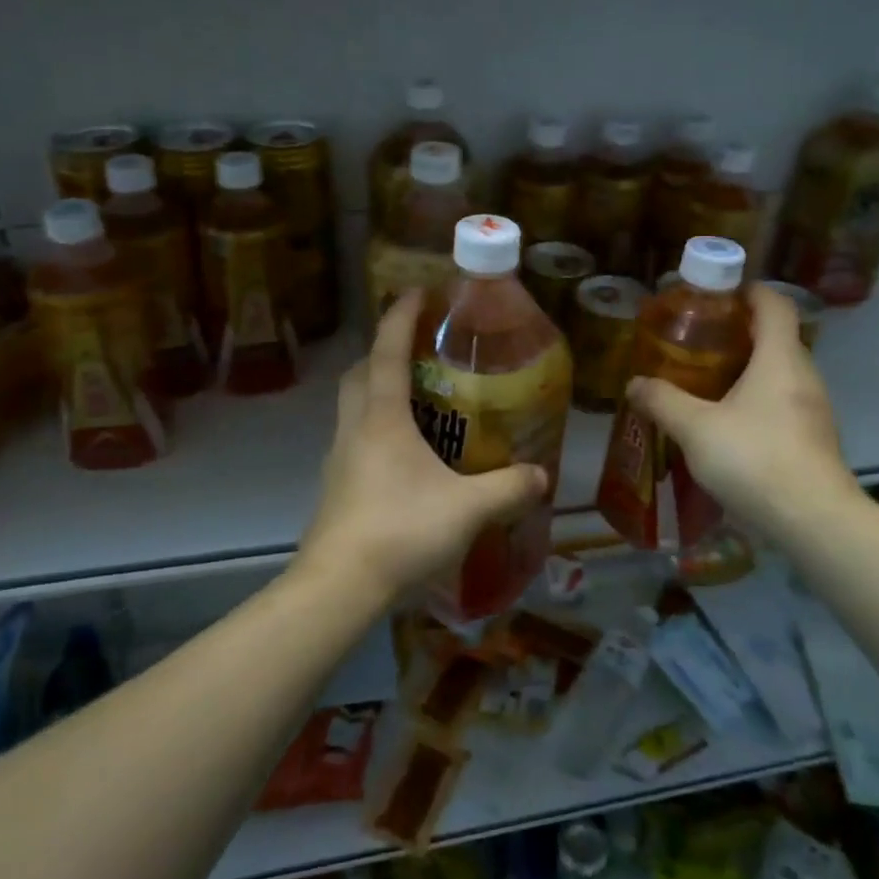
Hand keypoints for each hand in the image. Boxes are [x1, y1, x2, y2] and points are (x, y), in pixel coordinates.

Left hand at [295, 291, 548, 605]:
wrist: (339, 586)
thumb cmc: (401, 531)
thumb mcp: (468, 509)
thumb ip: (508, 489)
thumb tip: (542, 476)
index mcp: (381, 417)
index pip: (387, 349)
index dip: (402, 315)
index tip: (418, 292)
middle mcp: (354, 427)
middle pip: (361, 372)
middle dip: (385, 351)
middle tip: (419, 352)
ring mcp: (339, 457)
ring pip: (353, 406)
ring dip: (378, 390)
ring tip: (418, 402)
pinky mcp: (336, 486)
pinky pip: (355, 438)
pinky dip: (376, 428)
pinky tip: (405, 457)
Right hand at [626, 284, 860, 540]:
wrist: (813, 521)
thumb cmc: (754, 458)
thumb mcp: (695, 428)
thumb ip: (662, 401)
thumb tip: (634, 384)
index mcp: (780, 358)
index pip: (774, 304)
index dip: (749, 291)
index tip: (719, 293)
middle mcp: (804, 375)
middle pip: (776, 338)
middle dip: (740, 332)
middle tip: (699, 340)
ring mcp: (814, 409)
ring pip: (780, 373)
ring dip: (748, 369)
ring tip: (707, 381)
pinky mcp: (814, 439)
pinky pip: (783, 402)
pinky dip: (757, 400)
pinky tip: (728, 423)